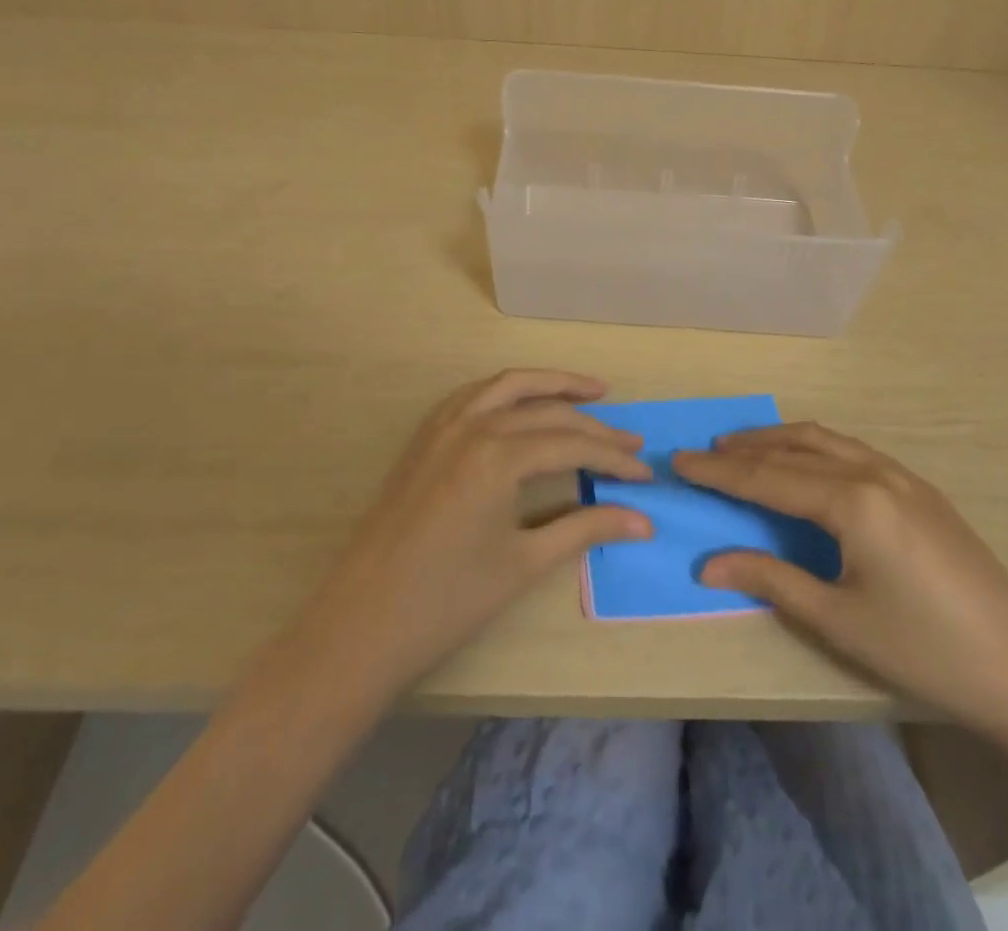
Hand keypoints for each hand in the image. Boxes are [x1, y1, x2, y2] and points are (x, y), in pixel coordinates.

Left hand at [282, 369, 651, 701]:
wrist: (361, 623)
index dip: (613, 459)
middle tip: (630, 440)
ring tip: (590, 391)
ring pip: (507, 386)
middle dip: (593, 423)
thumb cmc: (447, 600)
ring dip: (550, 384)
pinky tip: (522, 403)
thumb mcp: (524, 563)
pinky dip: (506, 391)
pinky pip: (473, 395)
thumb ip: (586, 529)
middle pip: (546, 410)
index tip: (645, 475)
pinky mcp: (424, 437)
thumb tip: (644, 521)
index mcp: (498, 454)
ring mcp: (442, 426)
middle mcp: (472, 425)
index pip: (572, 443)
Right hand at [674, 423, 1007, 746]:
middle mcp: (876, 473)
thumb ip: (771, 580)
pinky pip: (854, 451)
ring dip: (780, 440)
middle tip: (705, 451)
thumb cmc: (925, 652)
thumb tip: (708, 564)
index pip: (768, 477)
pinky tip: (807, 464)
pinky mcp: (923, 491)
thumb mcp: (839, 621)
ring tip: (744, 447)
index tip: (679, 461)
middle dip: (745, 448)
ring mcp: (904, 477)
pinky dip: (816, 448)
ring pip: (827, 441)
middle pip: (795, 447)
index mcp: (854, 501)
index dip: (719, 472)